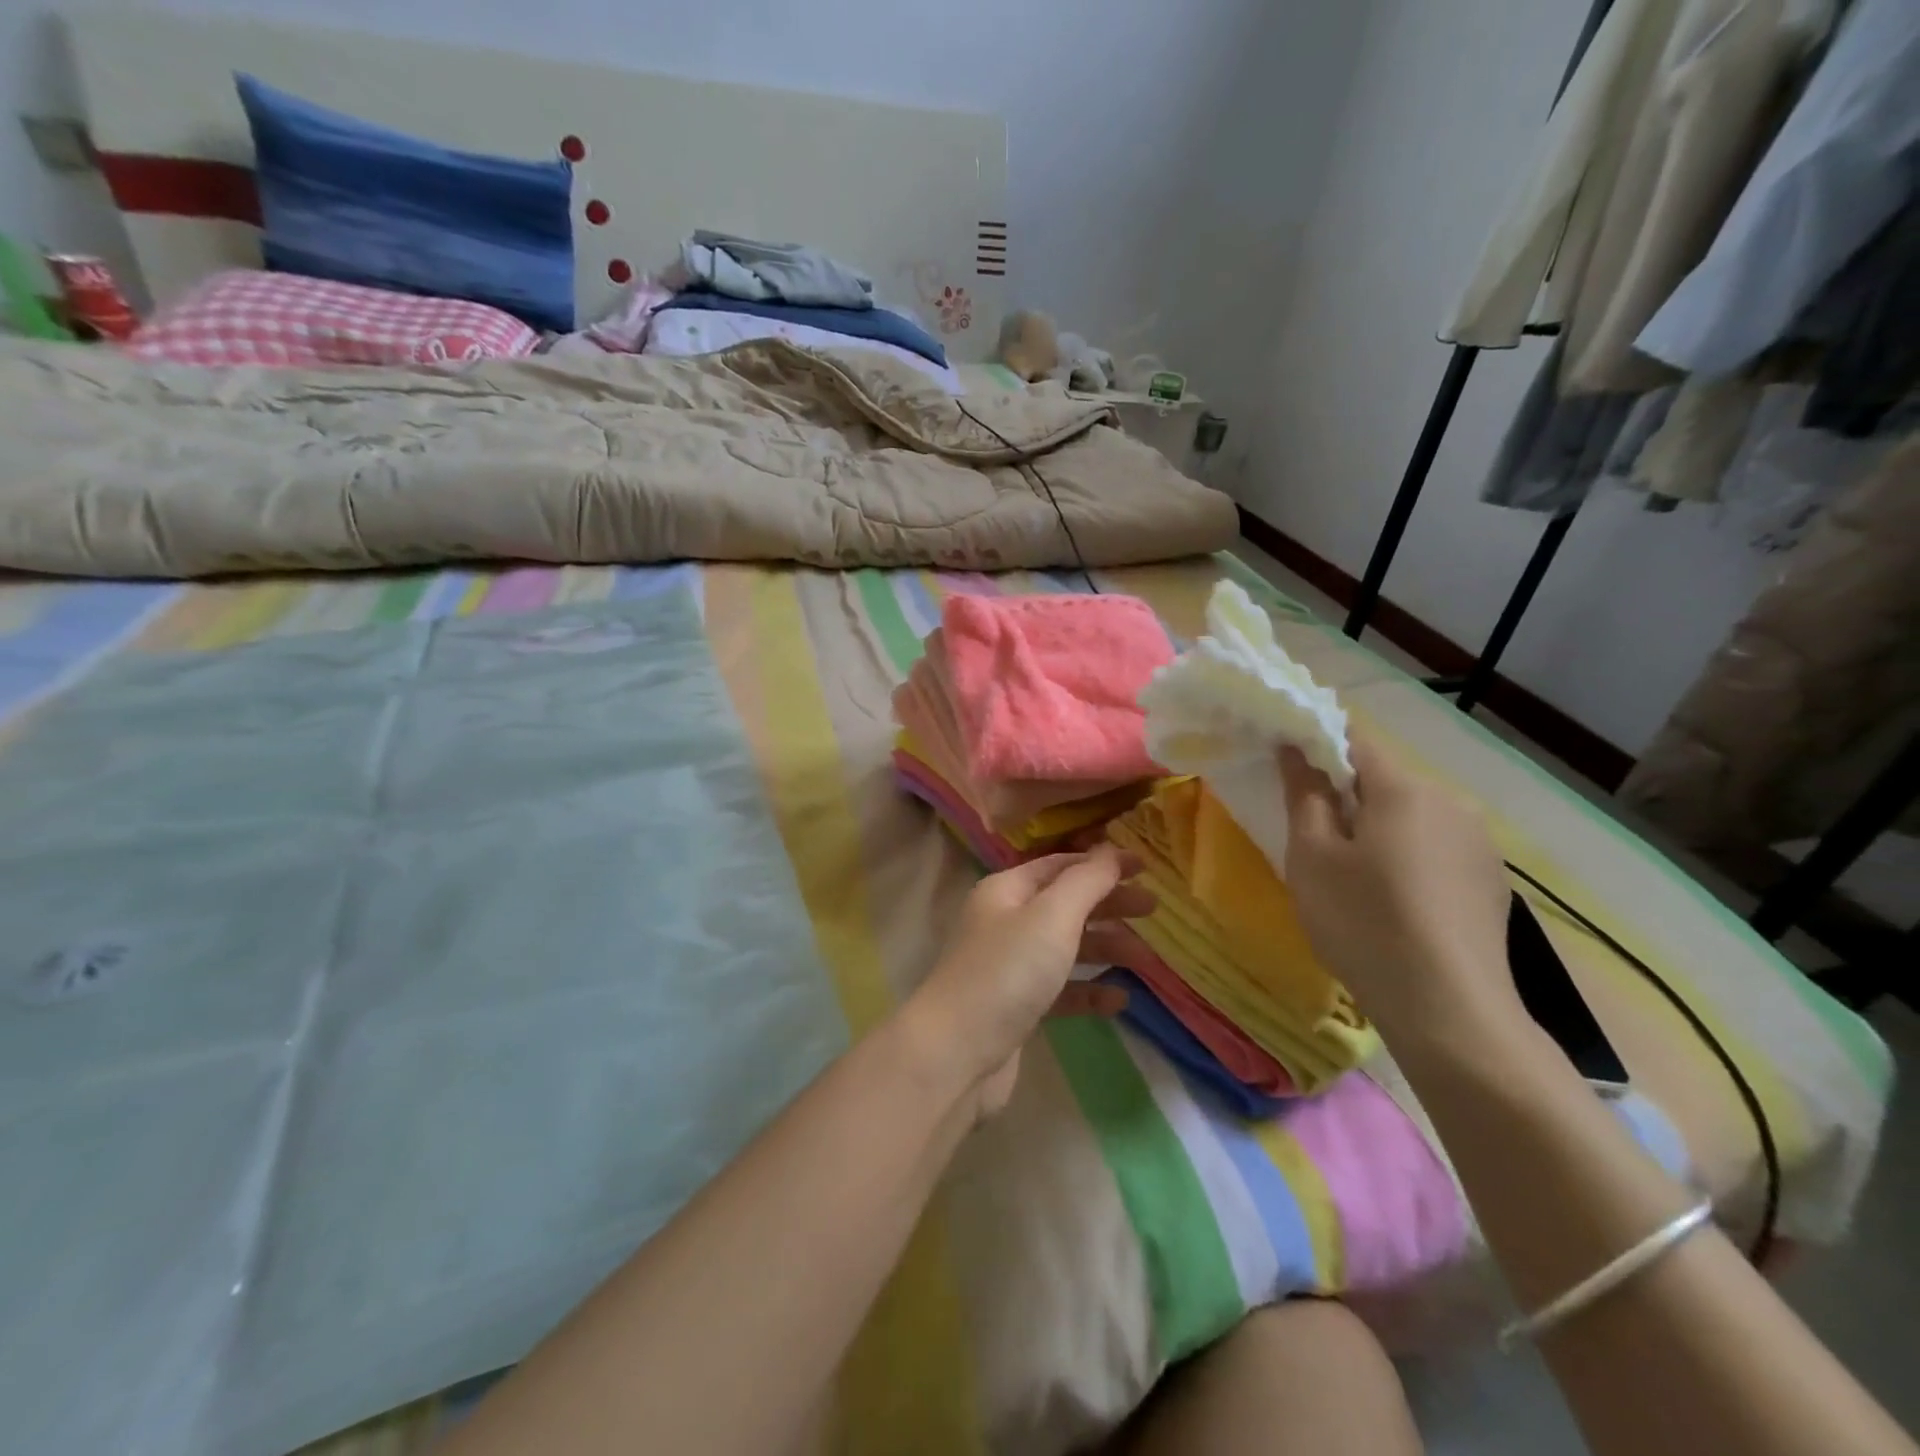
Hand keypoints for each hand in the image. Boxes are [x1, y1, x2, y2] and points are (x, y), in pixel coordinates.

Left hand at [906, 844, 1152, 1119]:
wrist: (957, 1053)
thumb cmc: (1007, 972)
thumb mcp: (1052, 916)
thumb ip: (1086, 881)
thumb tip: (1110, 849)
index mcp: (1006, 891)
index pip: (1059, 865)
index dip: (1101, 863)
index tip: (1145, 868)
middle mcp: (1005, 922)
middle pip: (1065, 904)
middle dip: (1108, 904)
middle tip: (1153, 909)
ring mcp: (1010, 966)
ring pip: (1065, 947)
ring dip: (1104, 948)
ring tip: (1144, 958)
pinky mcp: (1017, 1007)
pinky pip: (1061, 990)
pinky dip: (1089, 991)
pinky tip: (1119, 1000)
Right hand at [1280, 735, 1525, 1056]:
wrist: (1449, 1010)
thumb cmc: (1363, 922)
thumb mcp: (1313, 857)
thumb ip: (1304, 795)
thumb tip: (1297, 751)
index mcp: (1404, 788)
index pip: (1354, 739)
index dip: (1316, 744)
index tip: (1286, 765)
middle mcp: (1451, 802)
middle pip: (1385, 780)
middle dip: (1347, 794)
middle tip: (1314, 834)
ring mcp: (1480, 842)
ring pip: (1413, 815)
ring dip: (1380, 827)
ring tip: (1355, 874)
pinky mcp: (1492, 880)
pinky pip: (1437, 847)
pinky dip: (1409, 855)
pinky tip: (1396, 900)